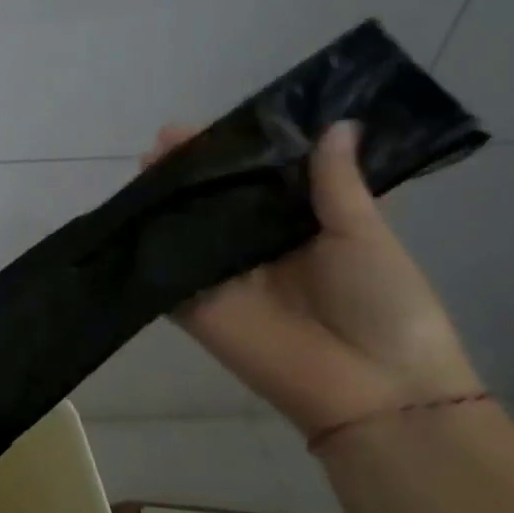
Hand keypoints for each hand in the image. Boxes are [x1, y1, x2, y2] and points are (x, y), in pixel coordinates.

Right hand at [144, 120, 481, 436]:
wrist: (374, 388)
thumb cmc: (384, 305)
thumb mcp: (366, 235)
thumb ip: (337, 184)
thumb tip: (336, 124)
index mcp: (300, 226)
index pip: (259, 179)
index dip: (235, 151)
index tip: (212, 124)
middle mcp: (255, 247)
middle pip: (215, 201)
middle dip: (189, 170)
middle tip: (165, 139)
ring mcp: (221, 277)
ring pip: (184, 230)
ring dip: (162, 199)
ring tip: (145, 165)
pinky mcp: (193, 306)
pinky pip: (165, 271)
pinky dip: (146, 246)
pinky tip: (129, 212)